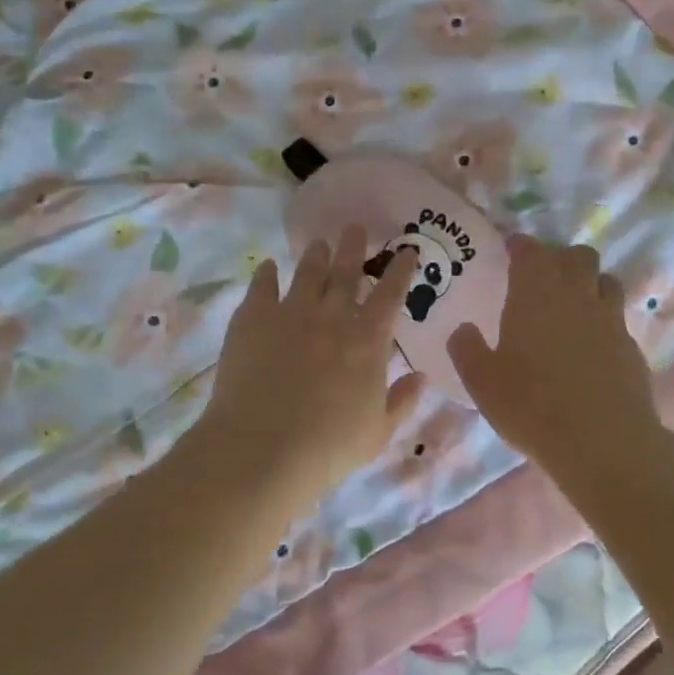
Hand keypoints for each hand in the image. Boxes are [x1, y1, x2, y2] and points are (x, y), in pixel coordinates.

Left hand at [200, 227, 423, 509]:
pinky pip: (262, 285)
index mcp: (368, 340)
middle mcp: (333, 316)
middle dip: (354, 247)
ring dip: (316, 255)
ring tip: (318, 243)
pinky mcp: (253, 317)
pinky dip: (267, 273)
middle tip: (356, 228)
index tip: (405, 251)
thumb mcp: (378, 432)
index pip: (391, 294)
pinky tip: (268, 267)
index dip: (400, 270)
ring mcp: (290, 312)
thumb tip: (420, 376)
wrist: (264, 447)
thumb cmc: (329, 447)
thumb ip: (402, 401)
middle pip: (347, 271)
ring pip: (307, 272)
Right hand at [448, 236, 666, 485]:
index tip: (512, 248)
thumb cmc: (531, 405)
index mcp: (536, 295)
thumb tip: (463, 330)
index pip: (531, 252)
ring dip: (588, 283)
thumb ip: (467, 350)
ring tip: (571, 305)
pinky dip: (602, 321)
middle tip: (542, 277)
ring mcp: (610, 321)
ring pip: (606, 282)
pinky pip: (617, 320)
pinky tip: (590, 347)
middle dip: (560, 258)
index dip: (521, 246)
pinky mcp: (631, 348)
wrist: (602, 442)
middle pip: (578, 256)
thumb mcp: (482, 382)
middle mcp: (577, 296)